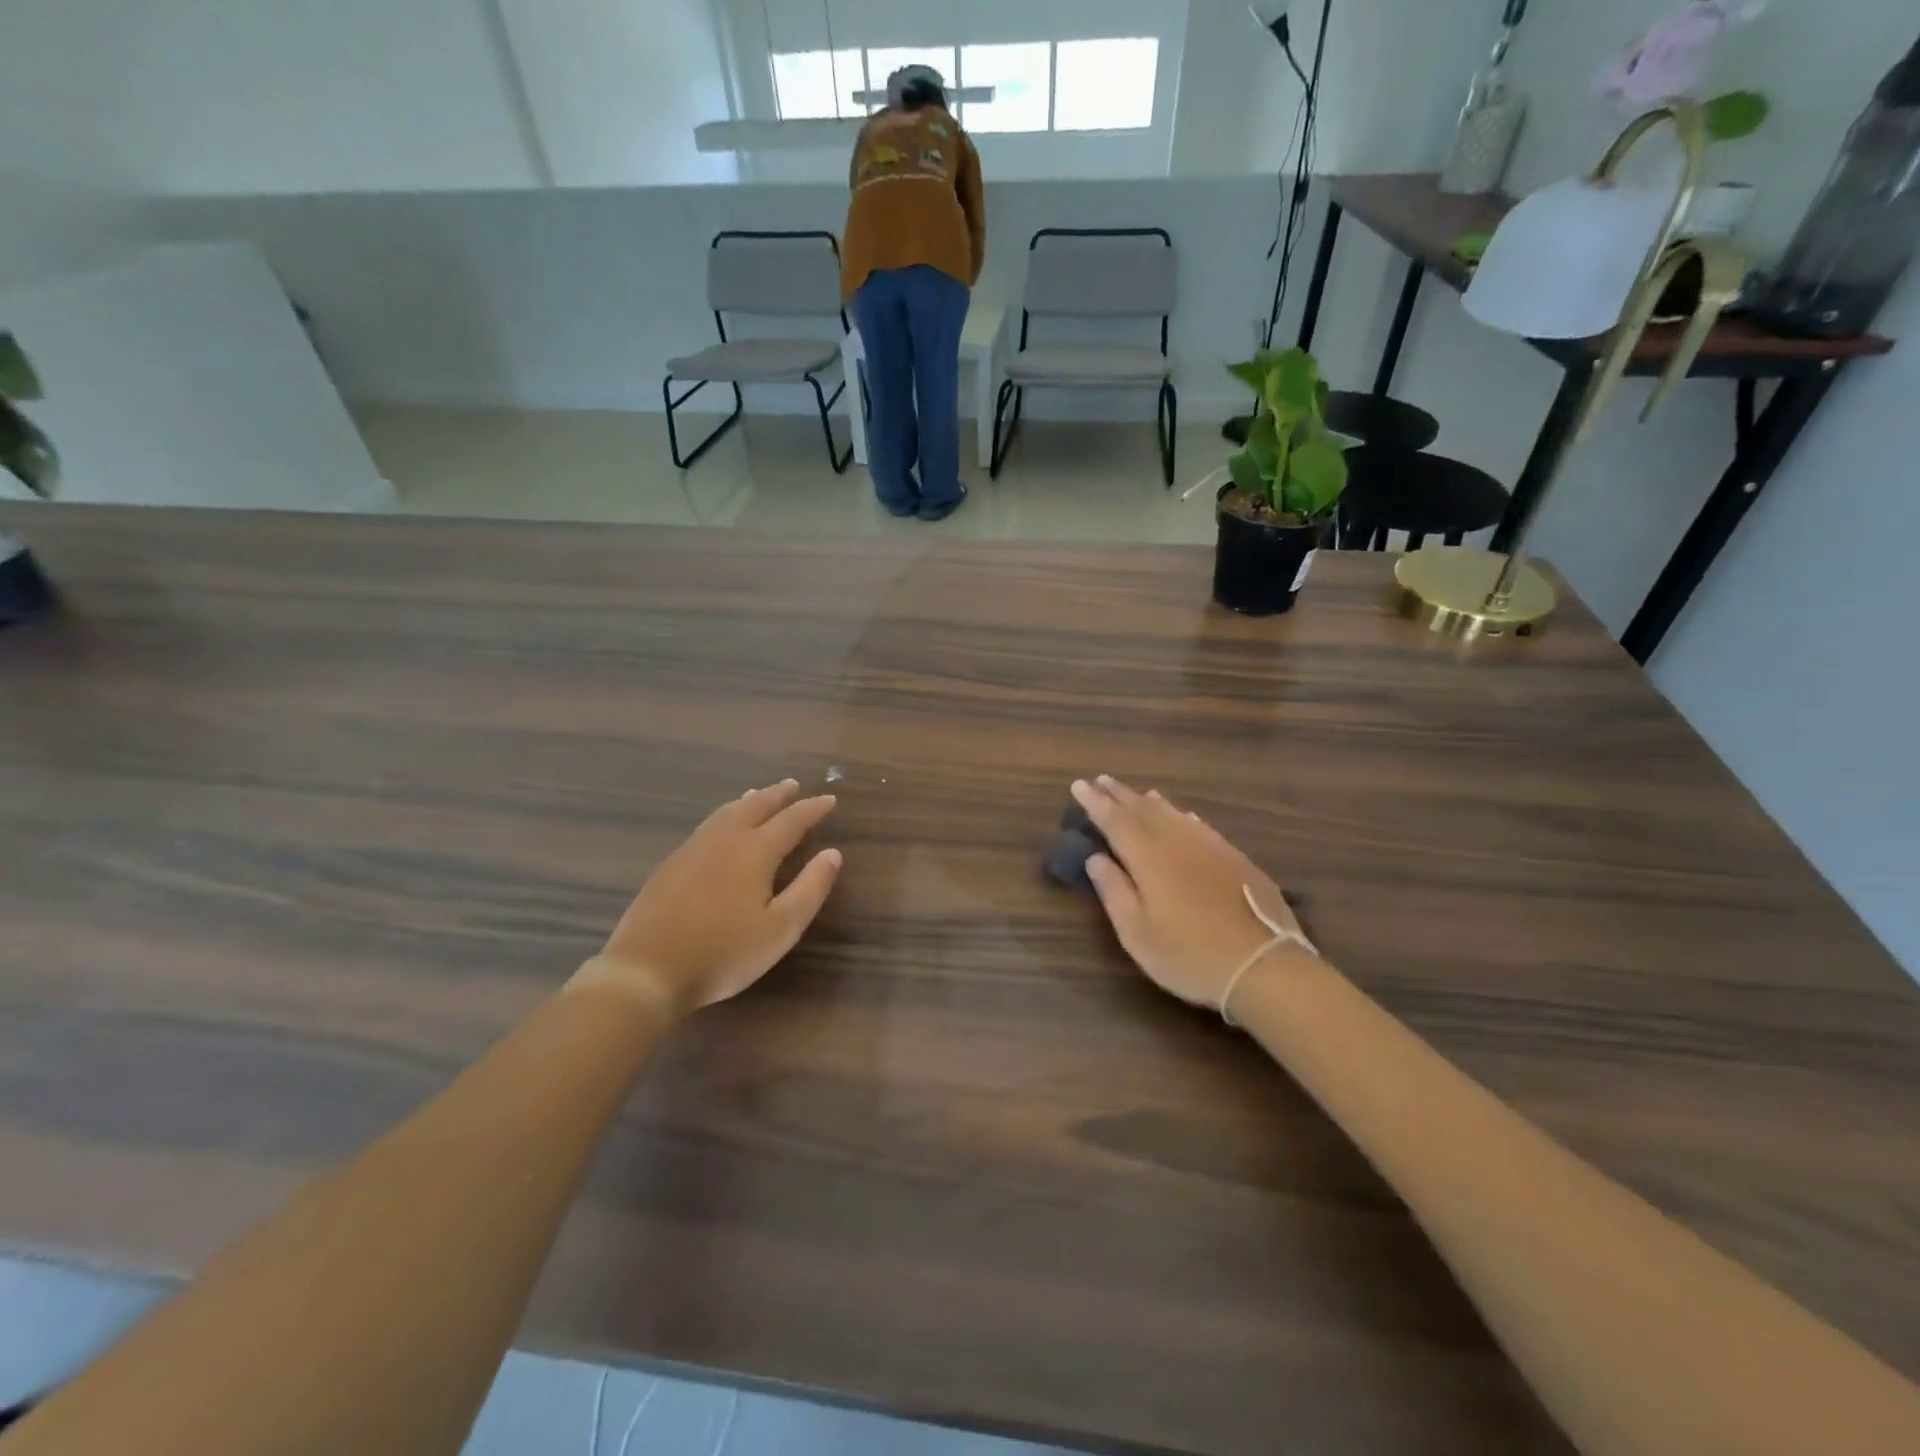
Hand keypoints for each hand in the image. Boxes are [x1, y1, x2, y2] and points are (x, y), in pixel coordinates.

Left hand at [589, 781, 840, 1015]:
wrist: (646, 971)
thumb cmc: (724, 953)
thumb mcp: (781, 929)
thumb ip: (810, 888)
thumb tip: (833, 854)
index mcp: (755, 851)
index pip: (791, 820)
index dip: (812, 809)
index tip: (830, 799)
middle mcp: (724, 840)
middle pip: (755, 807)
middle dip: (778, 795)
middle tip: (793, 785)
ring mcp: (692, 849)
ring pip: (726, 813)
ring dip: (749, 801)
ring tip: (759, 795)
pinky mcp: (670, 865)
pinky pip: (706, 825)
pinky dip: (724, 815)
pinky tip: (720, 827)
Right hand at [1072, 776, 1311, 1012]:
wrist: (1265, 966)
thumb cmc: (1190, 956)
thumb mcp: (1138, 934)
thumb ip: (1114, 892)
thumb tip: (1096, 858)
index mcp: (1148, 858)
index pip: (1115, 821)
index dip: (1095, 803)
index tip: (1079, 785)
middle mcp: (1177, 842)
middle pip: (1143, 810)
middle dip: (1119, 795)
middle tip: (1101, 780)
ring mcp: (1210, 847)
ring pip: (1173, 814)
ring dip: (1150, 801)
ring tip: (1137, 792)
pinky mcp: (1234, 858)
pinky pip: (1199, 825)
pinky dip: (1182, 815)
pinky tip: (1183, 816)